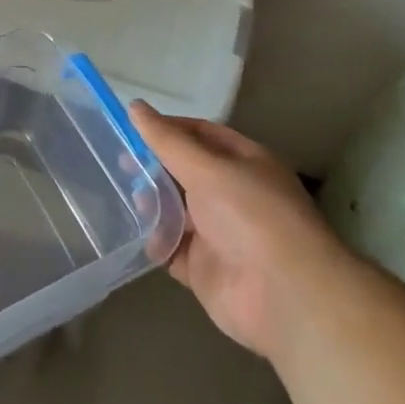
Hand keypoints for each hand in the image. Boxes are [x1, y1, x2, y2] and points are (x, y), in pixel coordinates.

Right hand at [129, 102, 352, 360]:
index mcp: (244, 164)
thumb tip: (135, 106)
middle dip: (155, 167)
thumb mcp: (207, 168)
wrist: (284, 297)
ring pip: (176, 210)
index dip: (168, 129)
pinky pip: (171, 249)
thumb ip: (167, 141)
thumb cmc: (251, 216)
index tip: (132, 127)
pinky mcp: (204, 269)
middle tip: (120, 162)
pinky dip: (154, 240)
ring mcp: (219, 234)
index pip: (201, 135)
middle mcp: (232, 195)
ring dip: (152, 203)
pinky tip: (132, 231)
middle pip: (185, 172)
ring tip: (125, 195)